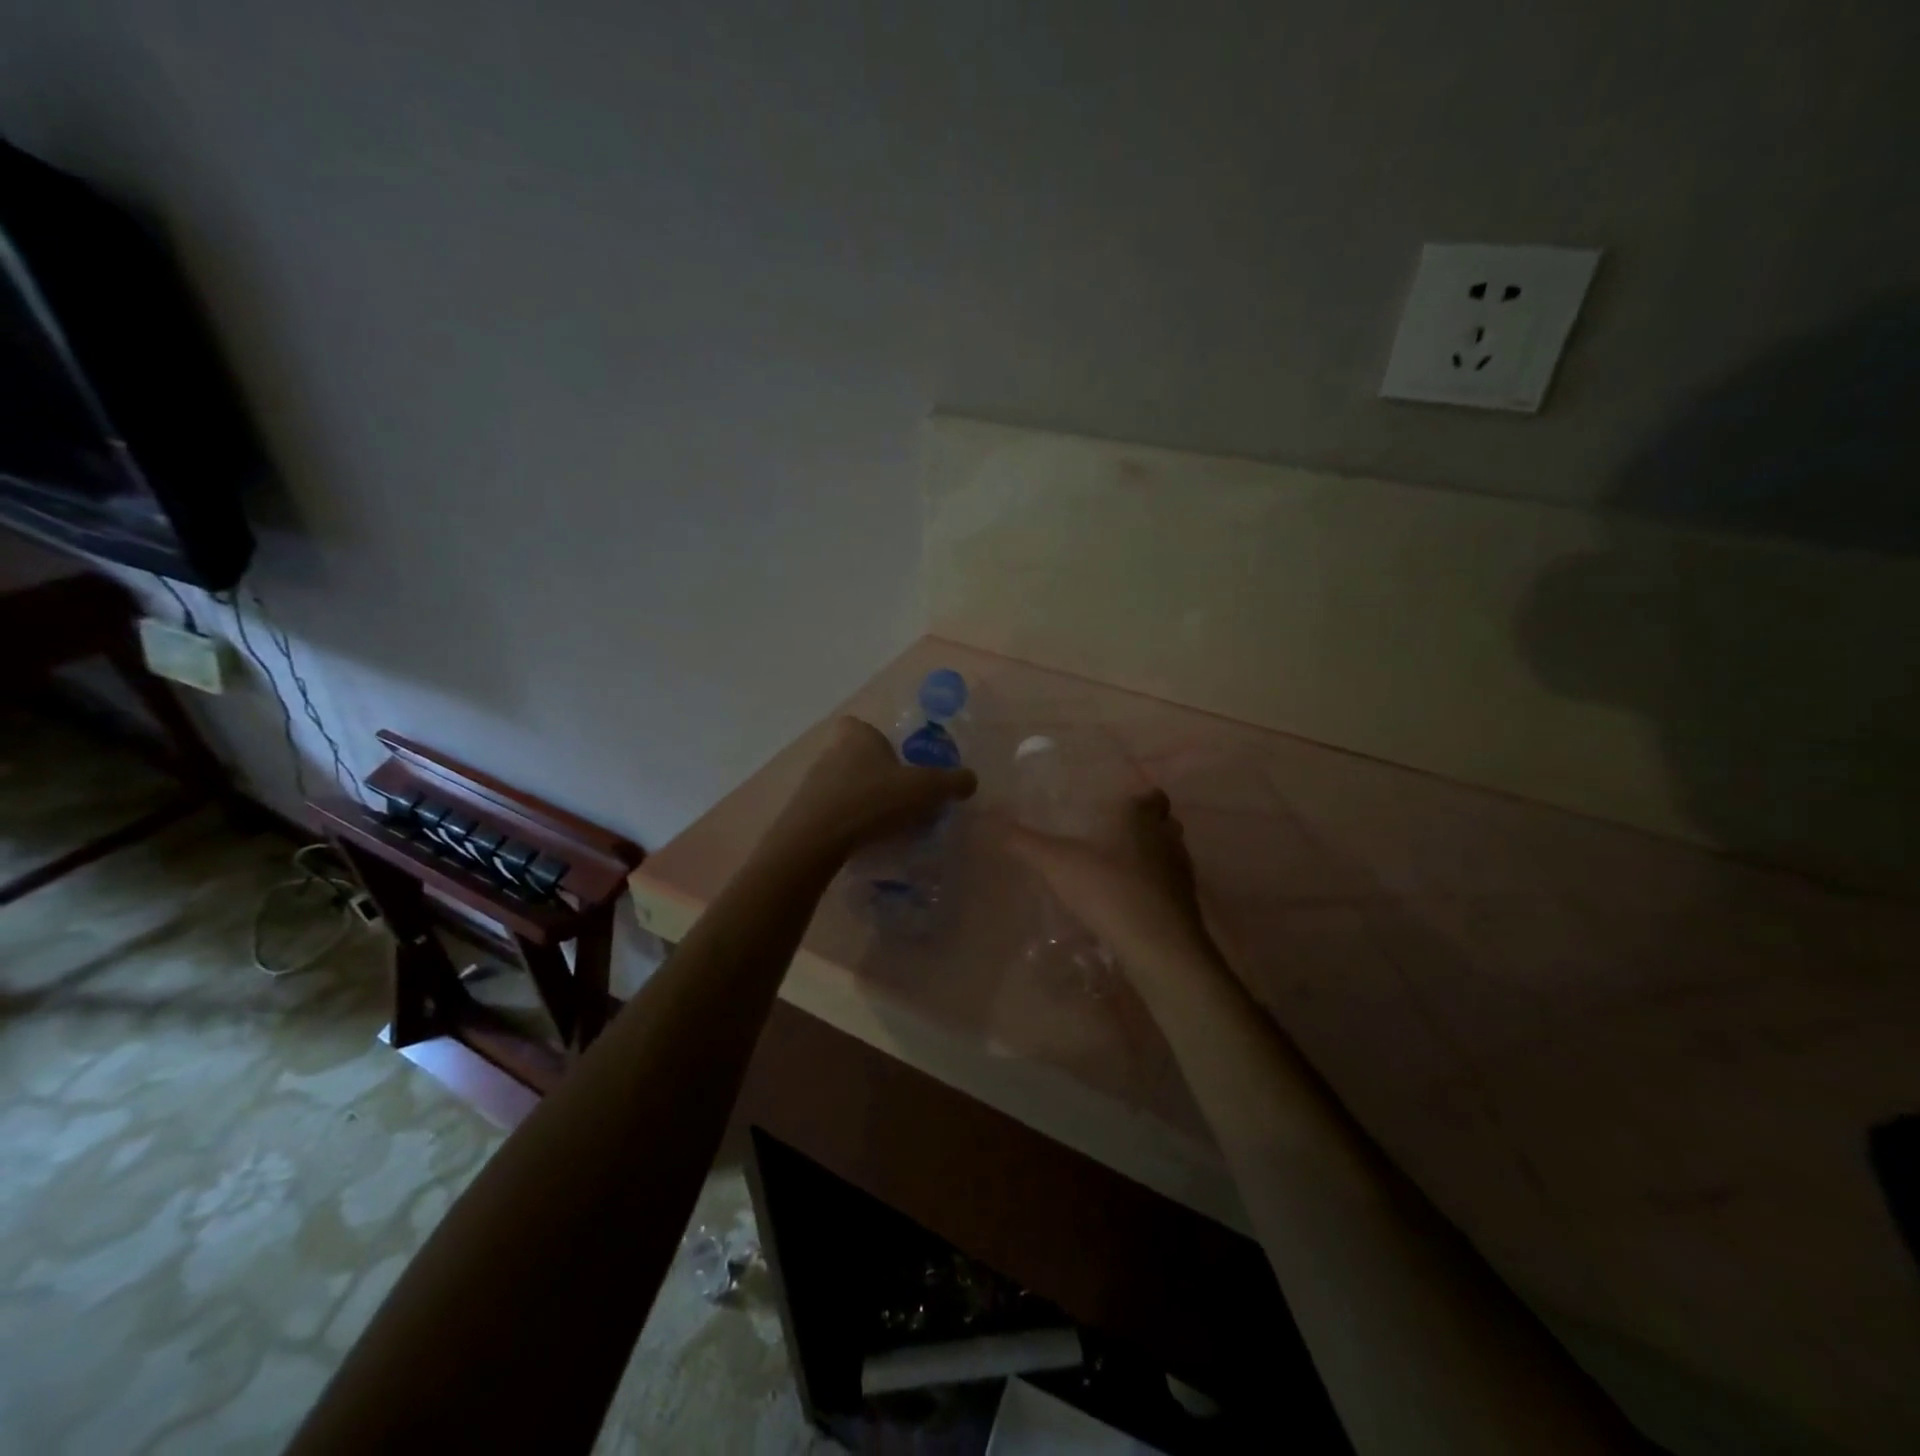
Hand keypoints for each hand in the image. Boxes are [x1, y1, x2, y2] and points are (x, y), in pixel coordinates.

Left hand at [771, 717, 977, 860]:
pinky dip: (845, 822)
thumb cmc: (873, 801)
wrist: (816, 839)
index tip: (895, 761)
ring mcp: (812, 783)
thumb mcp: (925, 790)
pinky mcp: (803, 813)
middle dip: (874, 774)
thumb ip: (951, 782)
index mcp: (858, 737)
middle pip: (854, 756)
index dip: (876, 740)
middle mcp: (830, 752)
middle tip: (899, 798)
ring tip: (884, 825)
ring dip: (860, 800)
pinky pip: (830, 812)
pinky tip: (861, 841)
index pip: (861, 726)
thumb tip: (970, 779)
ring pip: (842, 785)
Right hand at [1005, 788, 1211, 969]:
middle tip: (1113, 840)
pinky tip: (1130, 906)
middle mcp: (1167, 838)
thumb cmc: (1109, 889)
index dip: (1137, 800)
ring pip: (1169, 856)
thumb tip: (989, 822)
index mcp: (1140, 817)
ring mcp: (1181, 873)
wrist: (1158, 946)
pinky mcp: (1187, 906)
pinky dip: (1154, 892)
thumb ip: (1024, 843)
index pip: (1151, 796)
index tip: (1116, 810)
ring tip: (1119, 874)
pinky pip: (1170, 889)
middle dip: (1144, 829)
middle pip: (1164, 824)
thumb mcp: (1056, 863)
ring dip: (1151, 861)